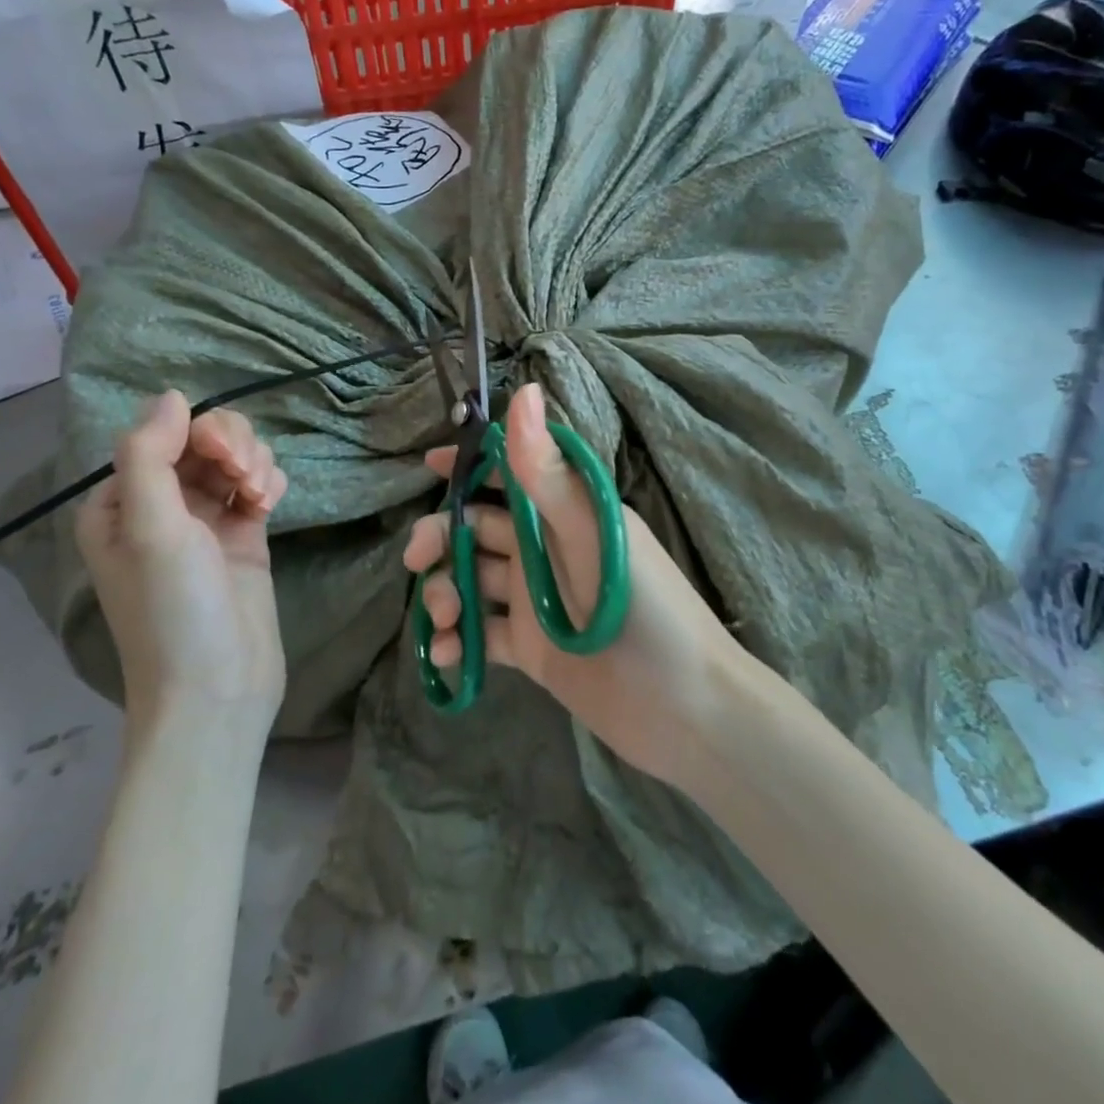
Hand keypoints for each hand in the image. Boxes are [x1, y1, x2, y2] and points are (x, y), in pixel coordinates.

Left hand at [76, 392, 289, 731]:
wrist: (219, 691)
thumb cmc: (174, 612)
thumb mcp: (151, 530)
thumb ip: (150, 455)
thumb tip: (170, 394)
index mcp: (121, 501)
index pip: (164, 433)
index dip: (200, 433)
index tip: (227, 461)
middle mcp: (161, 505)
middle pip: (204, 440)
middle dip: (233, 447)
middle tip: (247, 480)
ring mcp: (205, 522)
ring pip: (236, 458)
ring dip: (255, 464)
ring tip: (262, 498)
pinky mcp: (244, 537)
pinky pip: (258, 485)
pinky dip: (269, 483)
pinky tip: (271, 505)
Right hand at [402, 384, 739, 780]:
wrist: (686, 712)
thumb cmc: (645, 611)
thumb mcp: (593, 536)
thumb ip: (548, 473)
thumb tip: (521, 391)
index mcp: (566, 513)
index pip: (510, 473)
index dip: (469, 464)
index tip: (427, 465)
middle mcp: (547, 549)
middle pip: (478, 529)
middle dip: (441, 537)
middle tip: (416, 558)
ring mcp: (537, 600)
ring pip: (473, 581)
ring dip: (446, 592)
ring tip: (445, 619)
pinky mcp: (532, 649)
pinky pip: (483, 635)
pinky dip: (459, 641)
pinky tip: (448, 655)